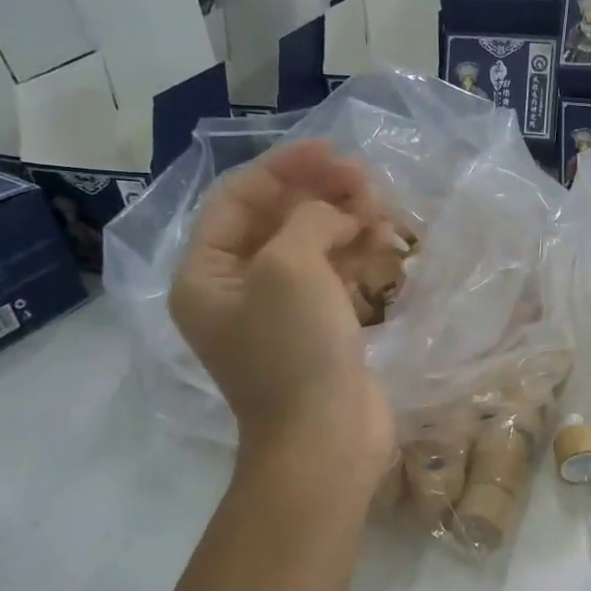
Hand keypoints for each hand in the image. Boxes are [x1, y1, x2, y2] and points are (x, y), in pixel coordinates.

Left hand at [170, 141, 395, 494]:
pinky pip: (332, 277)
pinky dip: (355, 255)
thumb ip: (308, 219)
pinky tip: (385, 241)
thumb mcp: (290, 268)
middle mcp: (236, 290)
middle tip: (365, 181)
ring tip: (382, 210)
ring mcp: (279, 313)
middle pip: (276, 221)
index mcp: (206, 274)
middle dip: (319, 195)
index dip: (285, 169)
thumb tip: (336, 213)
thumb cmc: (295, 350)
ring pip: (309, 247)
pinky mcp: (318, 331)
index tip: (333, 151)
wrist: (326, 439)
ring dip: (343, 222)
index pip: (239, 200)